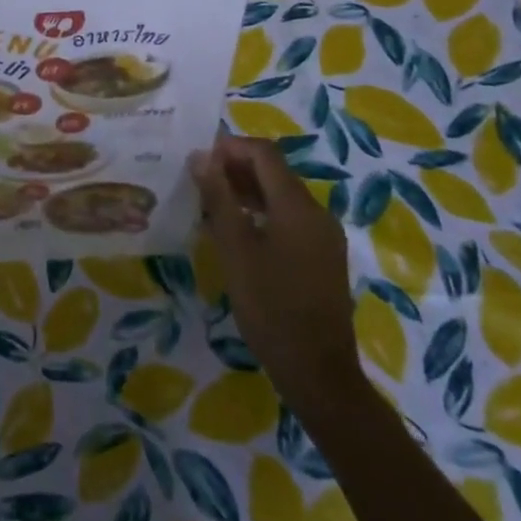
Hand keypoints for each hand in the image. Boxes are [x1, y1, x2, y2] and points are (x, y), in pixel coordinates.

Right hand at [191, 132, 363, 419]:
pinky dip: (261, 212)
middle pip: (275, 171)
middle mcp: (317, 213)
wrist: (318, 373)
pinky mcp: (322, 257)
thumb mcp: (235, 250)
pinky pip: (289, 218)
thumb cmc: (271, 308)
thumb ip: (219, 199)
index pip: (264, 154)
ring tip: (210, 203)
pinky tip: (236, 231)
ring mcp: (323, 236)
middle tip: (198, 180)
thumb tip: (201, 158)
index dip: (230, 147)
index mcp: (298, 206)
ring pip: (281, 195)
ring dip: (246, 190)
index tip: (197, 159)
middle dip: (235, 167)